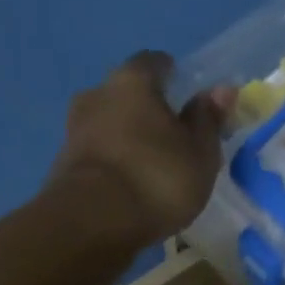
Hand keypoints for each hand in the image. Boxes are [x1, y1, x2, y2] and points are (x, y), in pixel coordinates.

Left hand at [49, 50, 233, 248]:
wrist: (92, 222)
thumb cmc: (157, 178)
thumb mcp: (200, 153)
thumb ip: (209, 120)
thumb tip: (222, 89)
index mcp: (132, 81)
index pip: (154, 62)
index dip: (172, 76)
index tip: (186, 95)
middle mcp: (96, 95)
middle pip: (126, 93)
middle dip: (147, 108)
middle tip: (171, 134)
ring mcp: (74, 129)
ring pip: (108, 124)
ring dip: (127, 137)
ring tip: (150, 164)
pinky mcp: (63, 165)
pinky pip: (97, 154)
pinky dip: (113, 162)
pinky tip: (128, 184)